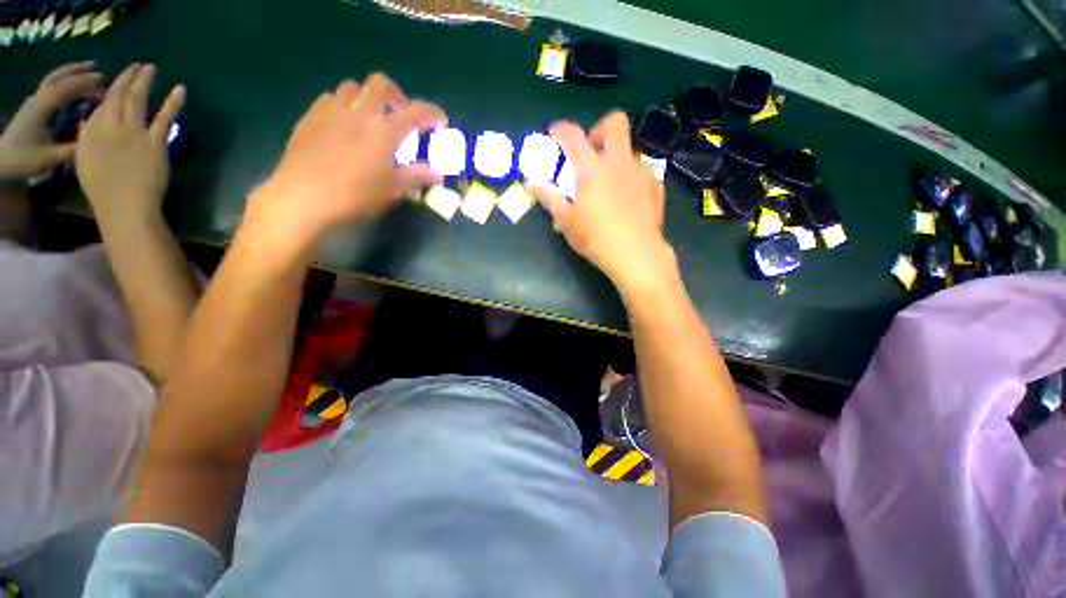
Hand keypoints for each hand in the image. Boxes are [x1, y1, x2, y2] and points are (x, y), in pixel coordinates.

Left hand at [0, 61, 104, 177]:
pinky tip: (75, 87)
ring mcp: (34, 102)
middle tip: (99, 71)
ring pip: (53, 79)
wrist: (3, 163)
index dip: (84, 83)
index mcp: (41, 109)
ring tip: (89, 72)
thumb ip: (74, 147)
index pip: (64, 89)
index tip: (103, 82)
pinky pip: (52, 87)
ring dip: (71, 73)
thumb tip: (95, 138)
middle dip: (78, 72)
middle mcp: (37, 100)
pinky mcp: (34, 106)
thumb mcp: (52, 157)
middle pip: (57, 78)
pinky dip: (65, 81)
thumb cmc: (26, 160)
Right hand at [75, 63, 184, 217]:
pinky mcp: (154, 141)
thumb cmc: (103, 190)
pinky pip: (164, 116)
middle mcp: (110, 125)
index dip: (110, 92)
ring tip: (150, 67)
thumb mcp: (85, 161)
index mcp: (91, 131)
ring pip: (137, 98)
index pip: (101, 105)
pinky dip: (173, 101)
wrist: (124, 205)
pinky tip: (180, 89)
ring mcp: (133, 131)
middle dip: (127, 77)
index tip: (117, 82)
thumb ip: (87, 139)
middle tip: (136, 65)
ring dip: (143, 80)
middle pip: (118, 95)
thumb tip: (89, 122)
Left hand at [245, 73, 446, 250]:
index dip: (432, 113)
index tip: (440, 121)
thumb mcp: (392, 190)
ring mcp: (332, 111)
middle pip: (380, 84)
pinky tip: (343, 123)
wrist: (303, 196)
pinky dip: (343, 105)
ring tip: (370, 117)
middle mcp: (360, 112)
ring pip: (352, 87)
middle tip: (401, 113)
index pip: (416, 112)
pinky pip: (330, 98)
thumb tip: (437, 175)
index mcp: (384, 130)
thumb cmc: (354, 195)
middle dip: (396, 95)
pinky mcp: (310, 117)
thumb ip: (416, 177)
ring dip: (367, 98)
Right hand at [528, 112, 672, 288]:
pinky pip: (641, 170)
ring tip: (608, 181)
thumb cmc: (596, 238)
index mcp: (592, 169)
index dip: (561, 129)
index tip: (555, 133)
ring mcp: (640, 172)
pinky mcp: (655, 185)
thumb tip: (530, 183)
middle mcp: (618, 162)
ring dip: (616, 156)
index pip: (573, 135)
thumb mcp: (566, 221)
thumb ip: (549, 198)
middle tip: (591, 152)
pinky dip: (630, 175)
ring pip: (629, 148)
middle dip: (599, 129)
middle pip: (615, 122)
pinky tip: (627, 196)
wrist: (636, 253)